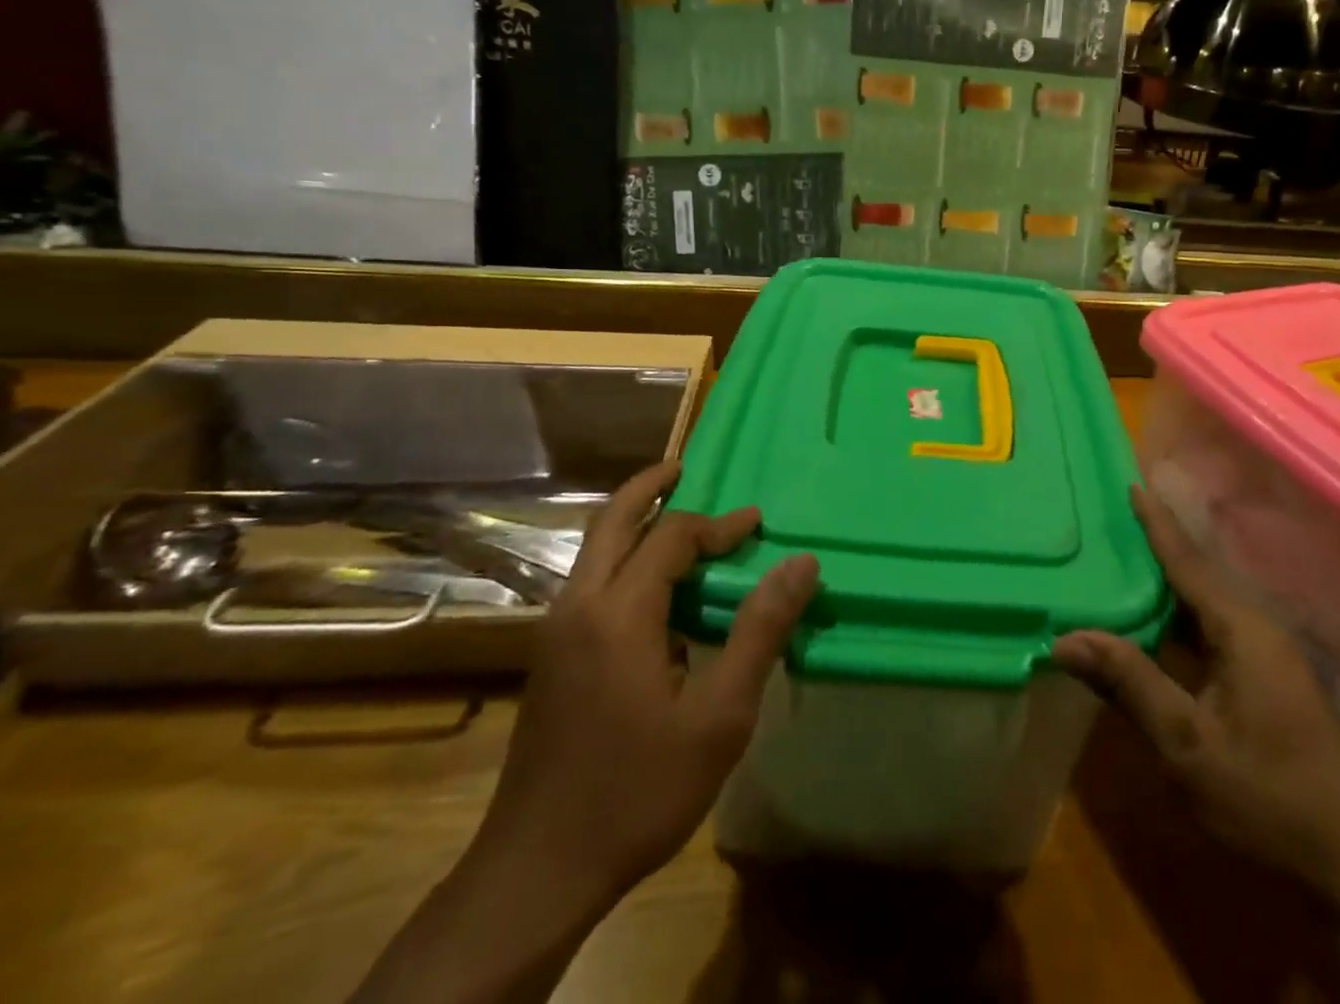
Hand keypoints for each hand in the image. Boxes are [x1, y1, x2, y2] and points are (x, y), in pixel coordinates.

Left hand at [468, 459, 819, 912]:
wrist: (537, 872)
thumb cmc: (638, 789)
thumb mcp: (720, 716)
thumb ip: (761, 630)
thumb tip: (802, 564)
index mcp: (618, 613)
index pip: (673, 538)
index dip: (720, 525)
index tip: (759, 525)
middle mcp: (578, 607)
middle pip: (612, 522)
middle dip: (648, 487)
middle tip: (684, 466)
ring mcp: (556, 633)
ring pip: (594, 551)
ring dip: (634, 522)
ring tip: (677, 516)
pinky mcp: (550, 659)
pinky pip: (591, 582)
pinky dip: (624, 558)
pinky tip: (655, 588)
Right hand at [1053, 484, 1339, 892]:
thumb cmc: (1270, 800)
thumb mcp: (1189, 745)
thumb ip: (1130, 684)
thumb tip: (1066, 638)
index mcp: (1242, 631)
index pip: (1188, 563)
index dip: (1157, 524)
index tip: (1131, 484)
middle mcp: (1254, 631)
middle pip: (1194, 577)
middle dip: (1152, 549)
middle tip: (1105, 523)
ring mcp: (1262, 659)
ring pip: (1200, 608)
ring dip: (1161, 587)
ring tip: (1114, 563)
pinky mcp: (1261, 684)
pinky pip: (1207, 634)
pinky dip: (1172, 622)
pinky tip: (1145, 626)